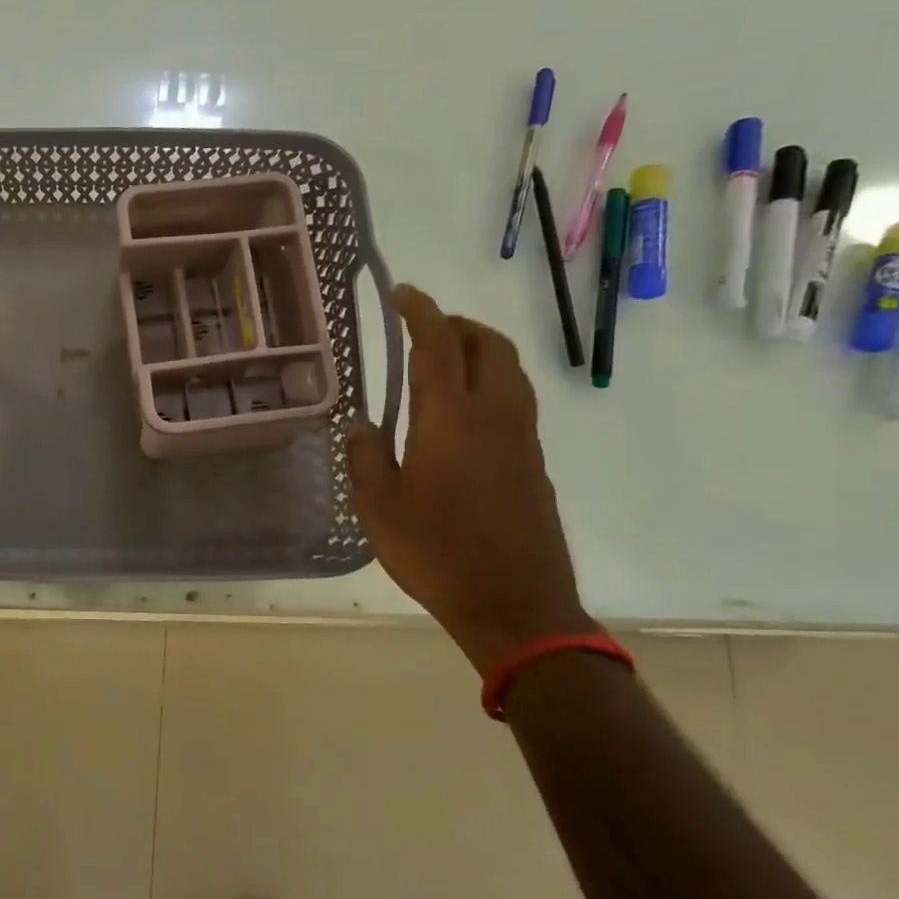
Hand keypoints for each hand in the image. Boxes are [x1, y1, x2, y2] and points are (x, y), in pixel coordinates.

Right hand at [348, 285, 595, 676]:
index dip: (421, 311)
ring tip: (445, 362)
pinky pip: (515, 401)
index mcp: (449, 418)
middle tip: (424, 327)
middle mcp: (494, 415)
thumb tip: (364, 426)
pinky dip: (491, 384)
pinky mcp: (535, 462)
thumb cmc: (436, 553)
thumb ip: (366, 457)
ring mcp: (522, 438)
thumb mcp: (378, 508)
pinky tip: (462, 415)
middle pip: (488, 345)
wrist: (515, 604)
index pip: (438, 344)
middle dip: (457, 324)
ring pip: (509, 371)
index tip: (403, 294)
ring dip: (480, 351)